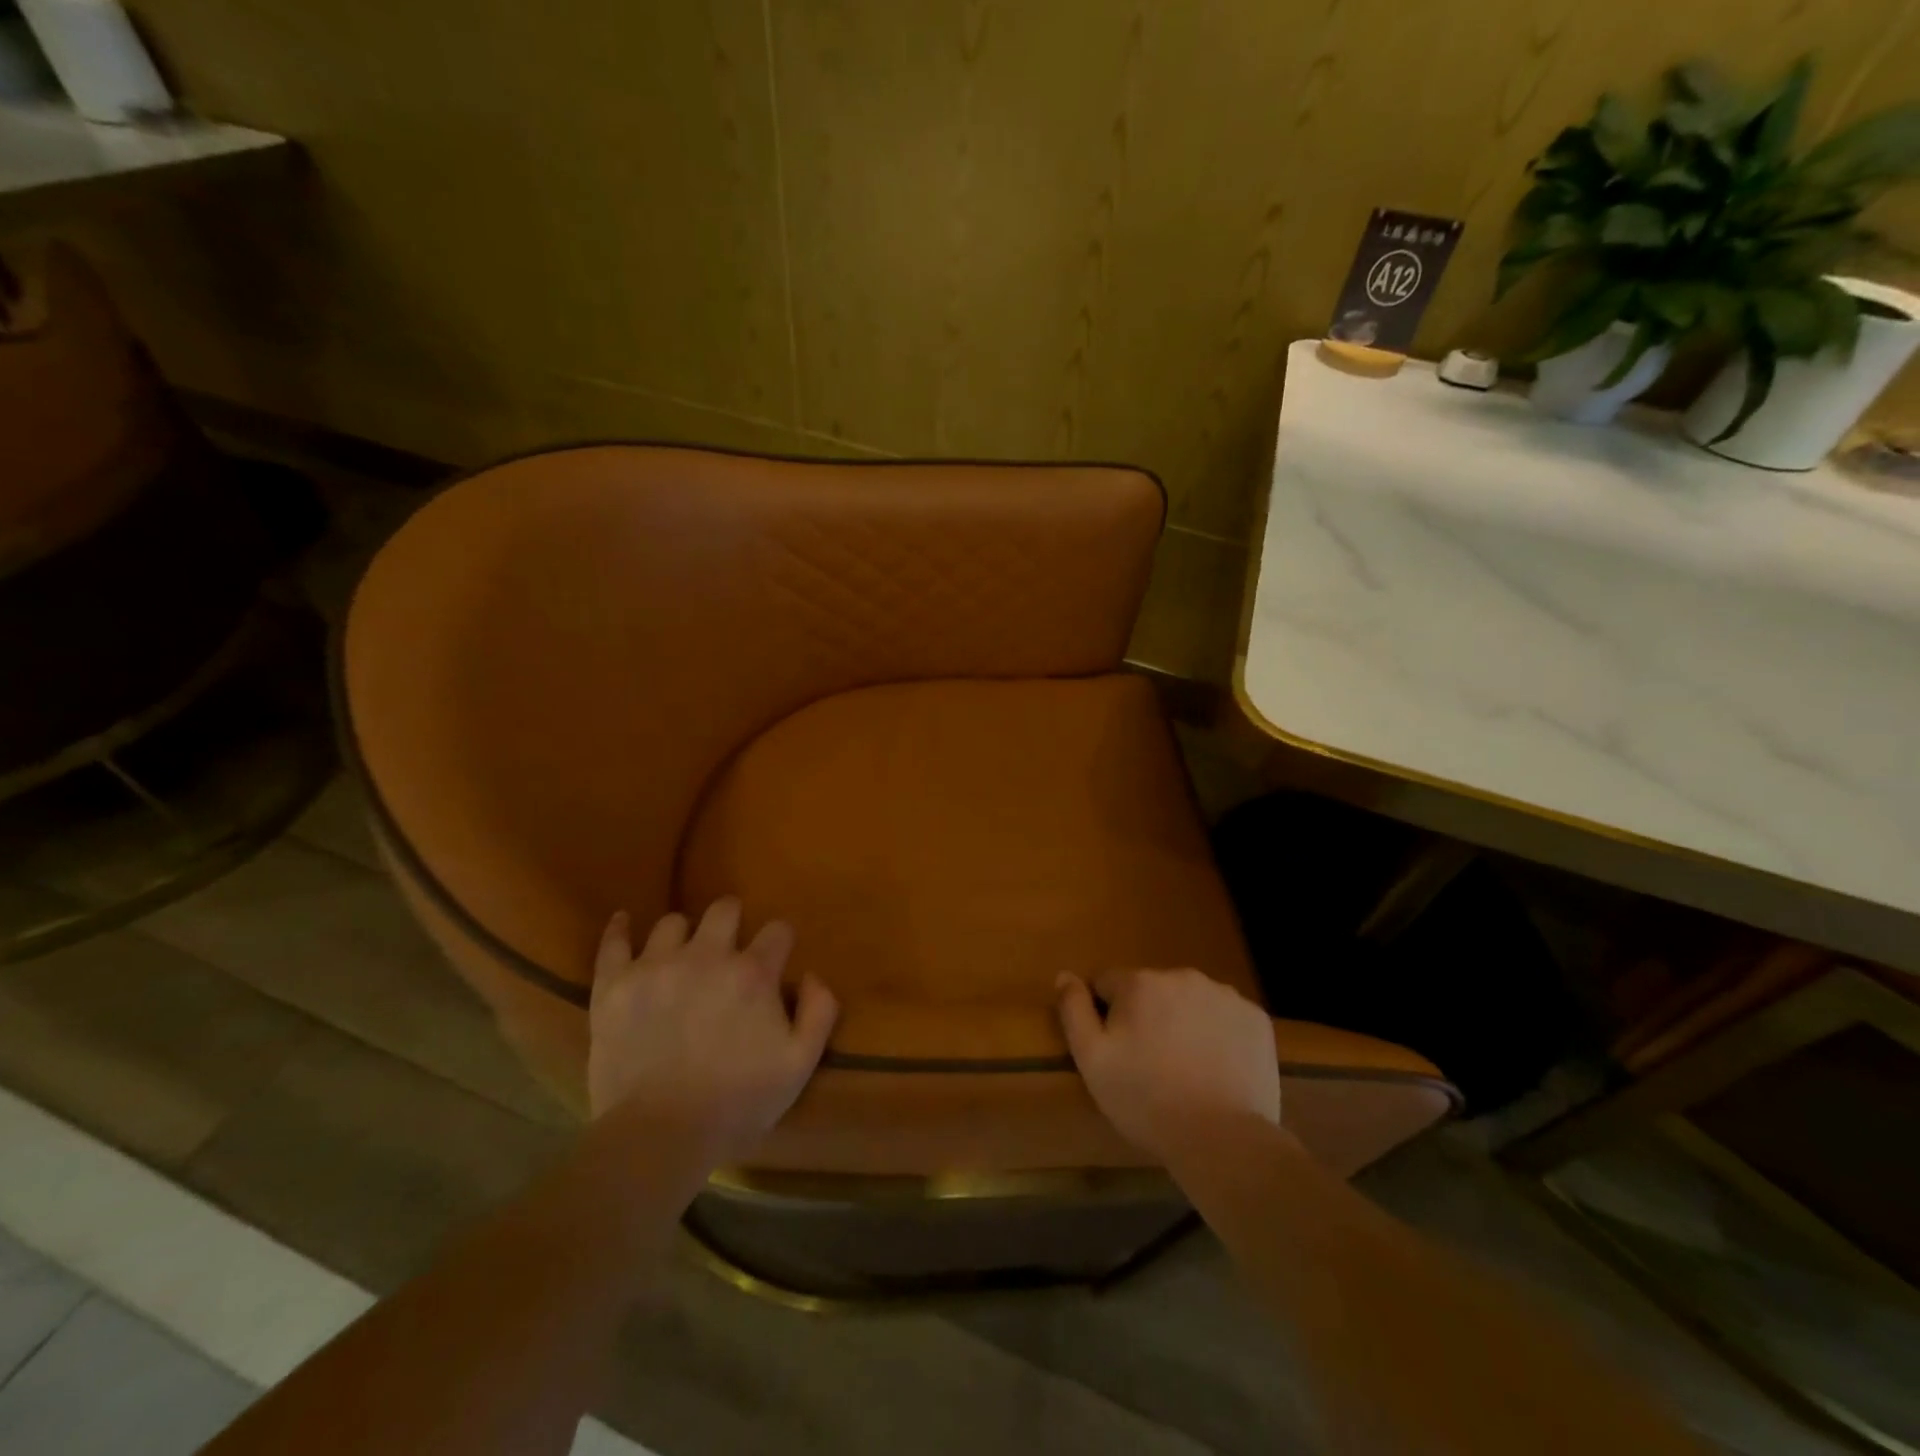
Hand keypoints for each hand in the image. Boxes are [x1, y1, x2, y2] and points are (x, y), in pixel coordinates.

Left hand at [588, 898, 837, 1163]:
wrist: (659, 1137)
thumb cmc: (737, 1103)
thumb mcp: (799, 1065)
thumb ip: (819, 1012)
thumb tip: (812, 975)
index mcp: (753, 973)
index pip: (777, 930)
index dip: (780, 942)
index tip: (776, 957)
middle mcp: (706, 956)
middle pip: (724, 909)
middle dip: (733, 920)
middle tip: (729, 945)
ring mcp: (656, 967)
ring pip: (673, 923)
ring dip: (684, 934)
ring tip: (682, 953)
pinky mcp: (614, 986)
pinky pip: (614, 942)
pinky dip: (620, 929)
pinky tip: (626, 923)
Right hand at [1056, 968, 1280, 1162]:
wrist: (1222, 1139)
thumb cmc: (1145, 1099)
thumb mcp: (1092, 1059)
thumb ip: (1073, 1010)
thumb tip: (1065, 974)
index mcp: (1139, 982)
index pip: (1108, 983)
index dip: (1106, 1014)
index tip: (1116, 1049)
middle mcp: (1182, 976)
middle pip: (1151, 988)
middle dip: (1146, 1014)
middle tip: (1150, 1062)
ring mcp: (1224, 995)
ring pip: (1189, 1000)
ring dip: (1182, 1020)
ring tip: (1186, 1068)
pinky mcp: (1256, 1018)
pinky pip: (1225, 1016)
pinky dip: (1218, 1033)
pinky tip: (1216, 1067)